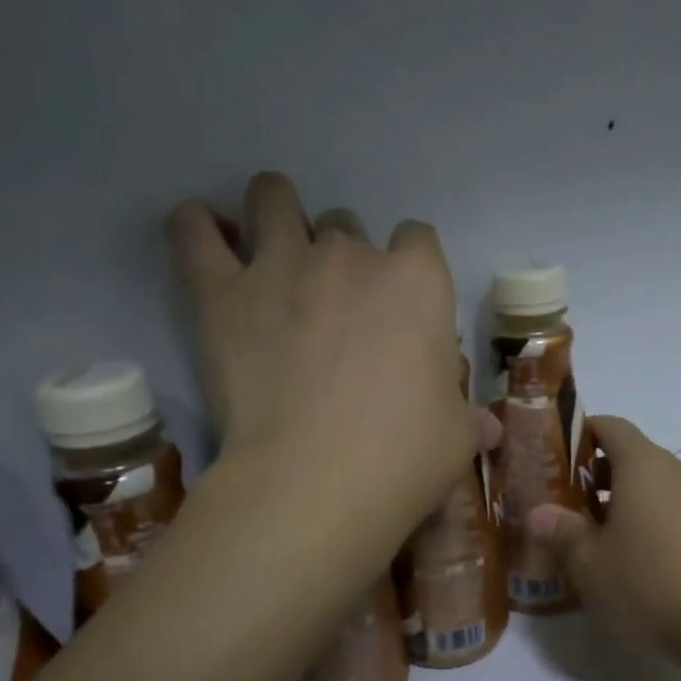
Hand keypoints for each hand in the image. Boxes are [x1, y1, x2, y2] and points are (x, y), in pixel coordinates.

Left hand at [167, 173, 489, 550]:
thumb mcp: (456, 438)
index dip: (409, 267)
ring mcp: (282, 265)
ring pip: (273, 199)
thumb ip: (467, 419)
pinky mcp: (221, 293)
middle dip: (343, 254)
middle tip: (334, 305)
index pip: (418, 239)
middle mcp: (351, 255)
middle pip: (346, 224)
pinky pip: (192, 232)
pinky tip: (204, 236)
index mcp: (417, 281)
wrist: (317, 482)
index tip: (401, 305)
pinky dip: (196, 228)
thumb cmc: (404, 456)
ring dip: (274, 214)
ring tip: (270, 250)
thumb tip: (488, 428)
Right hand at [525, 416, 680, 663]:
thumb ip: (561, 532)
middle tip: (570, 507)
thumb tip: (538, 514)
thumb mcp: (589, 563)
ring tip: (601, 538)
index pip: (611, 426)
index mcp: (644, 465)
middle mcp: (678, 470)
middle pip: (634, 456)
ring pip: (658, 485)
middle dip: (599, 476)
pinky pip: (678, 509)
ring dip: (627, 501)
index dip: (582, 434)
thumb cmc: (647, 584)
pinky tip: (639, 559)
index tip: (557, 458)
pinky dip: (654, 520)